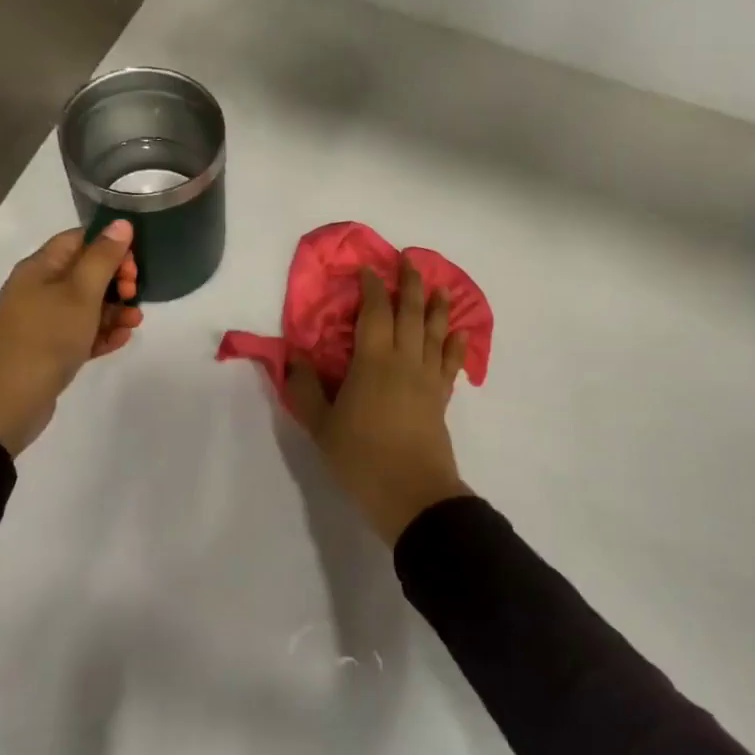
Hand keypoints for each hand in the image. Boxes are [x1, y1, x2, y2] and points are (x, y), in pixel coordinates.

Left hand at [0, 220, 142, 455]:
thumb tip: (121, 223)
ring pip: (85, 306)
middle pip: (84, 273)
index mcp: (40, 268)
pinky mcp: (48, 351)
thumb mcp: (79, 293)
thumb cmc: (44, 338)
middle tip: (134, 294)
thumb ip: (103, 258)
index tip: (135, 264)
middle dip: (115, 280)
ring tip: (135, 323)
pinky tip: (122, 340)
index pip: (78, 240)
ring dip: (114, 310)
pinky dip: (101, 334)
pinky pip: (80, 334)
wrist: (3, 404)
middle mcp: (38, 290)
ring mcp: (42, 322)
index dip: (109, 245)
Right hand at [286, 257, 473, 544]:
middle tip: (411, 261)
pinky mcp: (442, 398)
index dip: (372, 288)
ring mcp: (427, 378)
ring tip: (442, 288)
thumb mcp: (320, 425)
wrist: (411, 493)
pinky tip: (460, 334)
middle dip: (410, 285)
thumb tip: (294, 355)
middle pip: (410, 314)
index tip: (369, 269)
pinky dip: (457, 345)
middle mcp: (404, 361)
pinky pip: (452, 363)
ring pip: (435, 333)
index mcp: (373, 361)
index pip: (374, 313)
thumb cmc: (360, 457)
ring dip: (438, 307)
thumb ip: (304, 388)